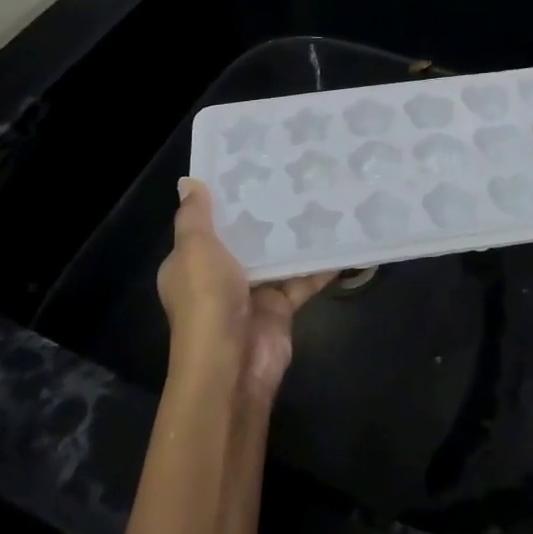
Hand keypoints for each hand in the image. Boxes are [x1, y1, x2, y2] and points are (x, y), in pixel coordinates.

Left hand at [158, 178, 335, 397]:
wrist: (232, 368)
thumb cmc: (207, 302)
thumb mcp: (194, 251)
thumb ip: (195, 216)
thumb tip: (189, 181)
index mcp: (190, 262)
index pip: (206, 223)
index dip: (224, 197)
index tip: (251, 165)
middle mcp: (219, 275)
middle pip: (245, 236)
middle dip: (266, 211)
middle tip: (294, 172)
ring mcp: (252, 292)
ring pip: (277, 255)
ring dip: (295, 234)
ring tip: (322, 194)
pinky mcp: (281, 306)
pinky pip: (303, 278)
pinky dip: (321, 263)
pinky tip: (343, 238)